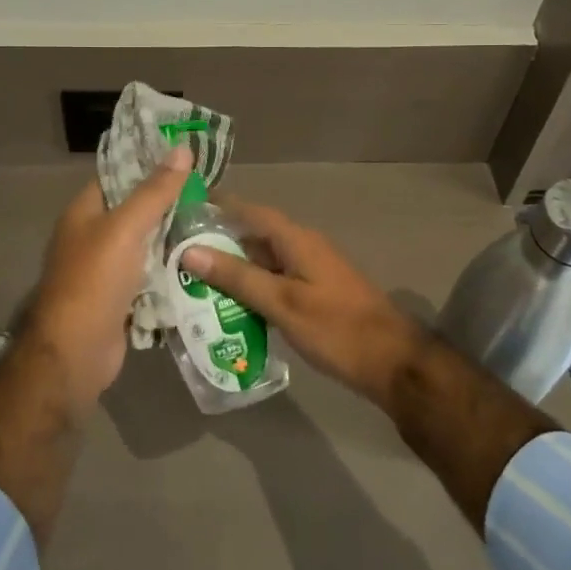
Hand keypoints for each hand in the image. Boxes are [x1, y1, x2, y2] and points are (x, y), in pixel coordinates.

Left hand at [24, 144, 192, 412]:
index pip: (120, 177)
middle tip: (214, 196)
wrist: (75, 354)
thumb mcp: (126, 229)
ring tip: (218, 226)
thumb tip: (182, 149)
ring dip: (177, 241)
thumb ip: (155, 191)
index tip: (189, 159)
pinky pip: (152, 278)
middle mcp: (94, 237)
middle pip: (138, 212)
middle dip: (172, 206)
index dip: (150, 166)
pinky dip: (173, 273)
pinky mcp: (122, 299)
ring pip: (149, 246)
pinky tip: (204, 264)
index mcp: (85, 213)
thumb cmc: (94, 281)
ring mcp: (108, 271)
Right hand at [183, 201, 423, 408]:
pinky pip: (275, 281)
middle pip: (254, 236)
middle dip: (218, 242)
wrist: (393, 363)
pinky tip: (229, 307)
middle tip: (177, 254)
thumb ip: (237, 277)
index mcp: (296, 240)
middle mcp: (303, 247)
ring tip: (193, 281)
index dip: (219, 206)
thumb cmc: (336, 328)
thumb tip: (190, 250)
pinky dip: (251, 288)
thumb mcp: (282, 303)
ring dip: (233, 269)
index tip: (184, 208)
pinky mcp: (315, 294)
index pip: (250, 211)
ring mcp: (311, 272)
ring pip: (263, 262)